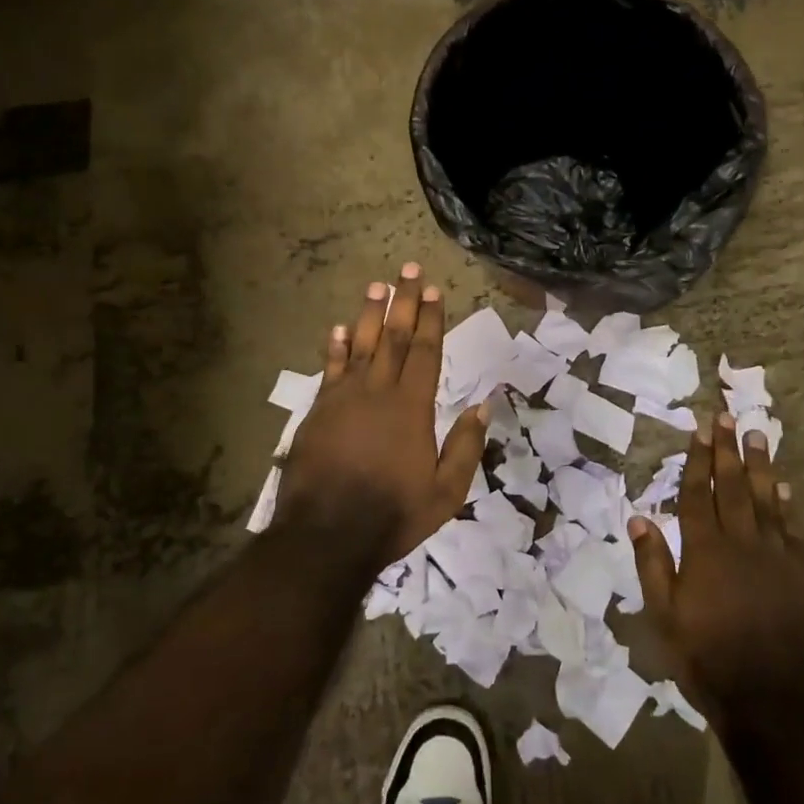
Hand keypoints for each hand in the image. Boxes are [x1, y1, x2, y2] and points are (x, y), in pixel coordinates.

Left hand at [278, 264, 486, 567]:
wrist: (327, 535)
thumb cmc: (393, 514)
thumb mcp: (446, 492)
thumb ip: (465, 445)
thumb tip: (485, 404)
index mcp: (412, 407)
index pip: (425, 351)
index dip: (430, 319)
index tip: (433, 289)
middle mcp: (378, 392)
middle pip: (393, 337)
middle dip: (403, 302)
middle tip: (408, 269)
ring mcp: (344, 398)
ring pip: (360, 345)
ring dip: (369, 313)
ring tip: (377, 285)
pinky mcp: (318, 410)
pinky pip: (329, 369)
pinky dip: (334, 347)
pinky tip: (338, 328)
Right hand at [630, 416, 803, 721]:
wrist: (774, 700)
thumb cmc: (708, 657)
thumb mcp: (664, 616)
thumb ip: (653, 564)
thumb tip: (639, 517)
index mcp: (704, 551)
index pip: (697, 495)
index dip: (697, 460)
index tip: (699, 429)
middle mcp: (740, 543)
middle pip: (732, 487)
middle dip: (727, 450)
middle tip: (726, 416)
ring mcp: (775, 557)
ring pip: (765, 500)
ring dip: (759, 465)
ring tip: (756, 435)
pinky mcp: (801, 575)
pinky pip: (793, 529)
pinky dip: (787, 505)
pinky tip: (783, 486)